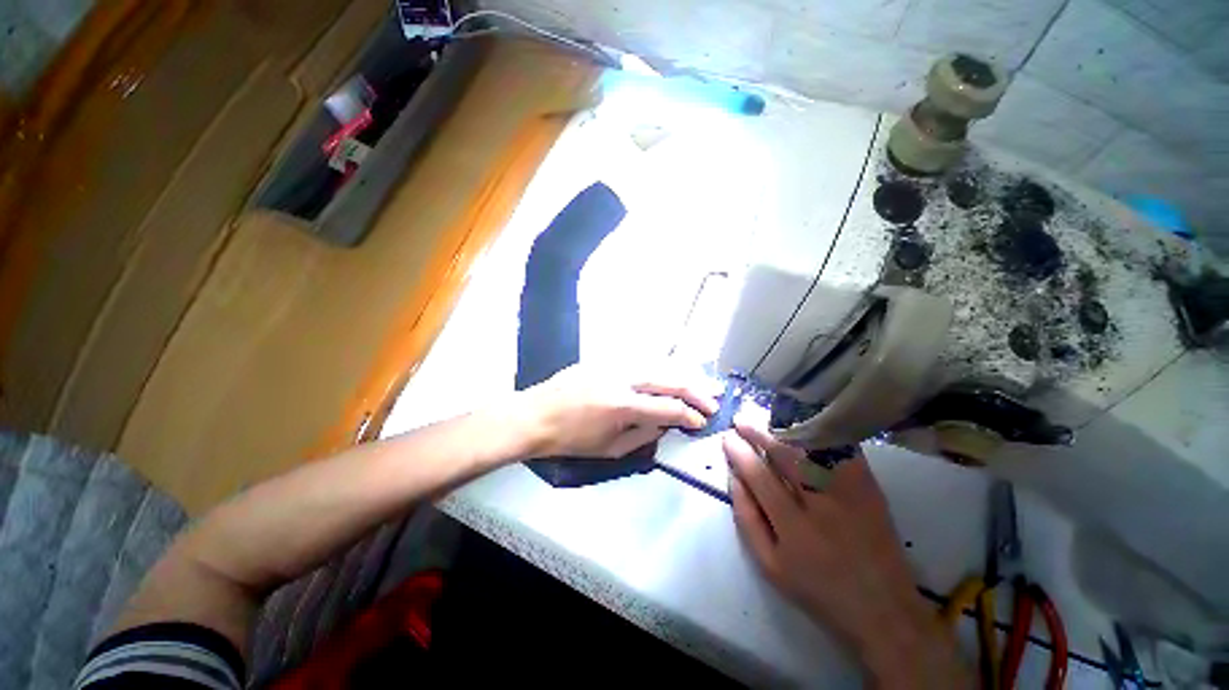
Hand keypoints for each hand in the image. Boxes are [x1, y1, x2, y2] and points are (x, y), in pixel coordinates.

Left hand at [516, 365, 716, 458]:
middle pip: (668, 380)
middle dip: (695, 390)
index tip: (702, 422)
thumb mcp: (609, 449)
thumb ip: (642, 436)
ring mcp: (613, 365)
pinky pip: (640, 362)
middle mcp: (622, 379)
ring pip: (657, 365)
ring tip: (701, 383)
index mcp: (623, 405)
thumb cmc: (570, 440)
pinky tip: (671, 373)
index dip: (689, 416)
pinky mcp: (605, 359)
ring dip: (682, 375)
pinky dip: (660, 368)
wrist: (535, 415)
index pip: (667, 408)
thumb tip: (665, 425)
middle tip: (714, 398)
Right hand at [724, 422, 970, 688]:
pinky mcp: (870, 488)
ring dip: (785, 430)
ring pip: (812, 450)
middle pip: (786, 457)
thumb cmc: (818, 589)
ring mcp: (850, 494)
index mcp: (794, 529)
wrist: (882, 607)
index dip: (741, 454)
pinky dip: (822, 434)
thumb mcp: (770, 566)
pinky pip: (842, 452)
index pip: (760, 477)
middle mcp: (822, 506)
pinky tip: (804, 424)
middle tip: (741, 420)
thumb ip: (747, 520)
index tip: (728, 437)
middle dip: (759, 434)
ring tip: (765, 418)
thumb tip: (734, 479)